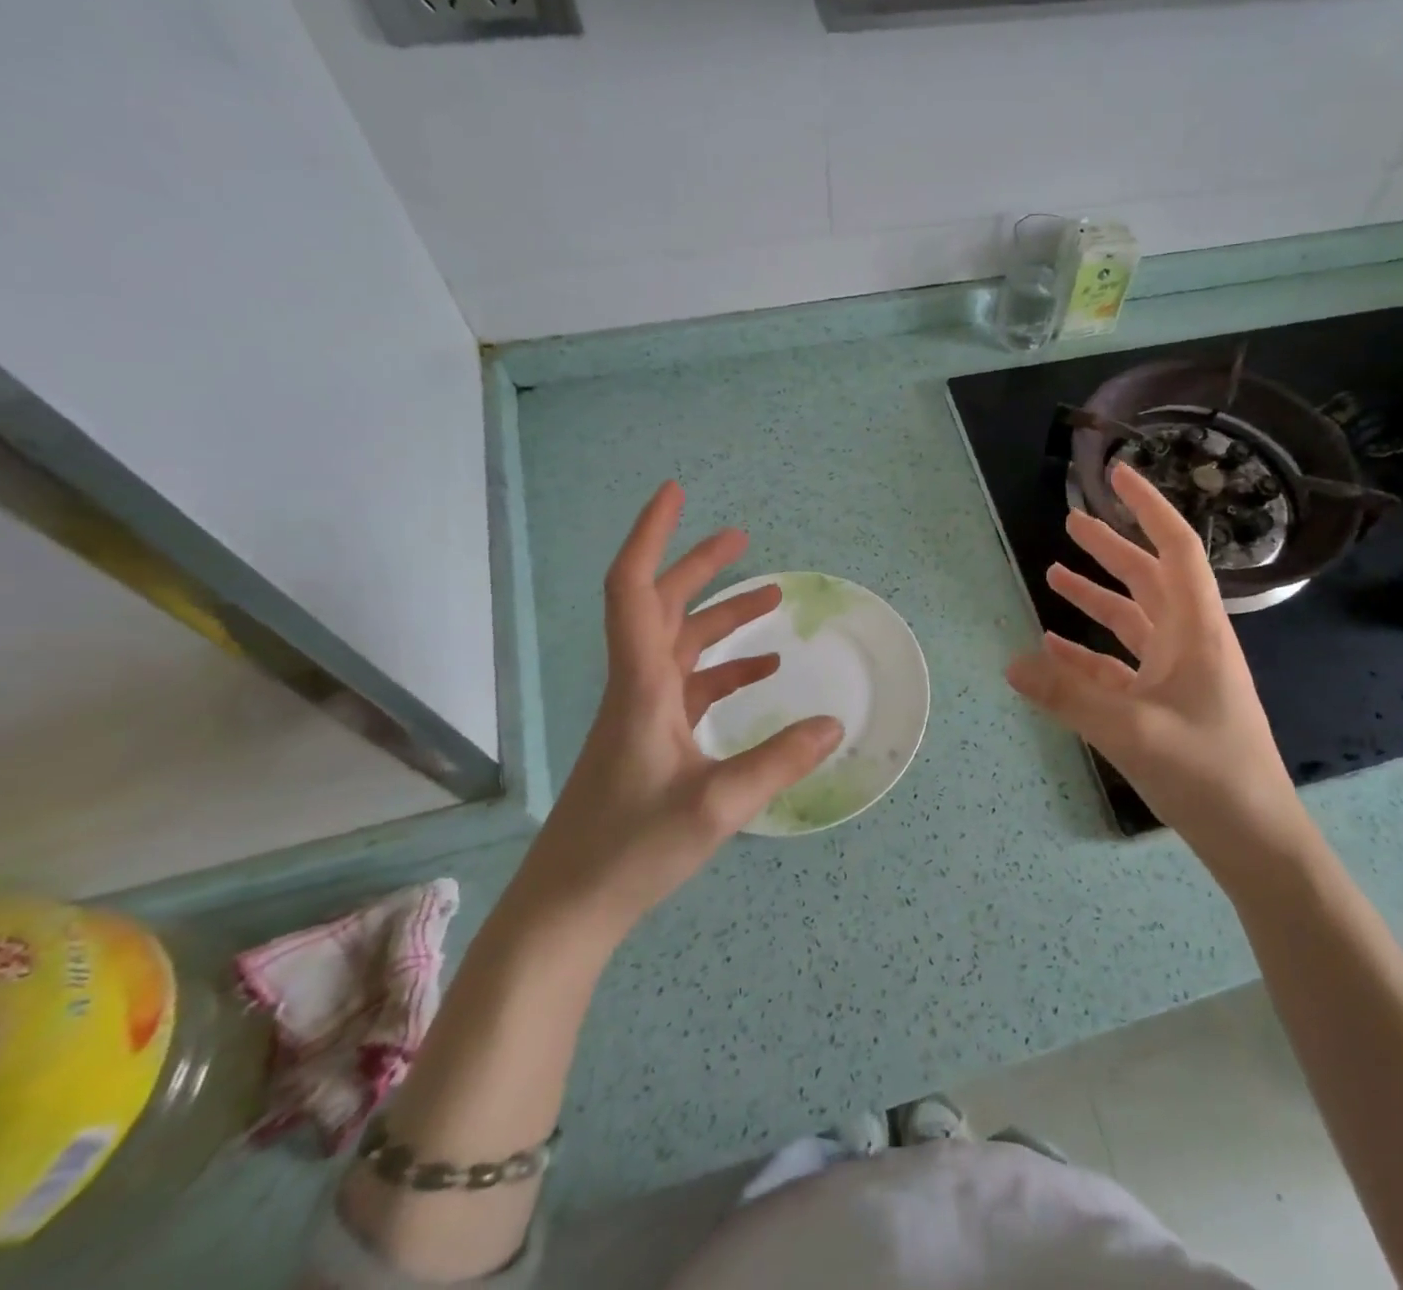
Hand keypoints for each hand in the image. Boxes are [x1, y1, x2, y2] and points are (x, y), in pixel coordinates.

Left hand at [525, 481, 842, 935]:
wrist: (567, 909)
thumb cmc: (629, 851)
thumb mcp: (716, 806)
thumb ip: (778, 762)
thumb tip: (834, 724)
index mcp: (641, 687)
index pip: (635, 591)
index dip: (651, 536)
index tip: (675, 494)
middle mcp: (637, 689)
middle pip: (662, 607)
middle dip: (698, 566)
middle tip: (742, 537)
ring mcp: (642, 715)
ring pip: (680, 646)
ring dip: (720, 618)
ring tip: (770, 599)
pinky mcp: (651, 741)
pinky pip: (691, 687)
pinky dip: (725, 670)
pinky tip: (761, 673)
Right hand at [1005, 463, 1302, 855]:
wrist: (1254, 839)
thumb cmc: (1207, 774)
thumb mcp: (1131, 731)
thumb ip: (1068, 695)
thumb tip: (1011, 663)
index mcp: (1197, 631)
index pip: (1176, 549)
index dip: (1149, 507)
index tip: (1118, 474)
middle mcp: (1190, 643)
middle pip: (1149, 579)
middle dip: (1111, 548)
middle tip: (1071, 521)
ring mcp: (1178, 675)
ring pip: (1133, 620)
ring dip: (1096, 596)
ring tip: (1054, 573)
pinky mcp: (1165, 705)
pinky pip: (1121, 665)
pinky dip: (1089, 652)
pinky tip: (1054, 647)